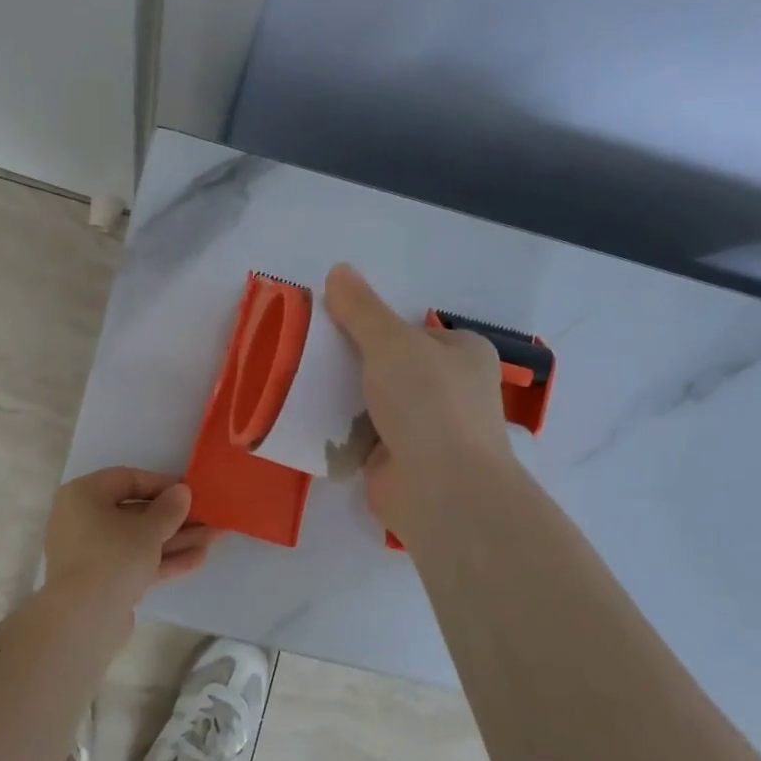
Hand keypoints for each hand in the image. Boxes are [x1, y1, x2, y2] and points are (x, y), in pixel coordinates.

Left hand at [43, 467, 216, 610]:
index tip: (191, 491)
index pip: (127, 479)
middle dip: (175, 517)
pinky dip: (163, 560)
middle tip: (208, 516)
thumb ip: (170, 508)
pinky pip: (136, 563)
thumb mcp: (148, 528)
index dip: (162, 483)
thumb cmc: (113, 557)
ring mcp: (92, 553)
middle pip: (136, 512)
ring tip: (214, 538)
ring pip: (139, 540)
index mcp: (84, 495)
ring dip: (176, 539)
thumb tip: (181, 491)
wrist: (84, 620)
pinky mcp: (103, 582)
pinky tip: (198, 559)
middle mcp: (83, 520)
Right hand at [324, 264, 512, 534]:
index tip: (332, 324)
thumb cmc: (428, 403)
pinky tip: (306, 419)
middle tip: (307, 352)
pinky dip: (339, 430)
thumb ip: (362, 310)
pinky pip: (362, 436)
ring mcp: (426, 429)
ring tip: (297, 380)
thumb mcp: (392, 343)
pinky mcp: (400, 461)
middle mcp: (450, 390)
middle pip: (390, 366)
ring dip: (343, 396)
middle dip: (353, 362)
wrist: (440, 489)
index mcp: (463, 354)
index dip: (374, 326)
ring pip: (374, 402)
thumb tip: (339, 271)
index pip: (411, 331)